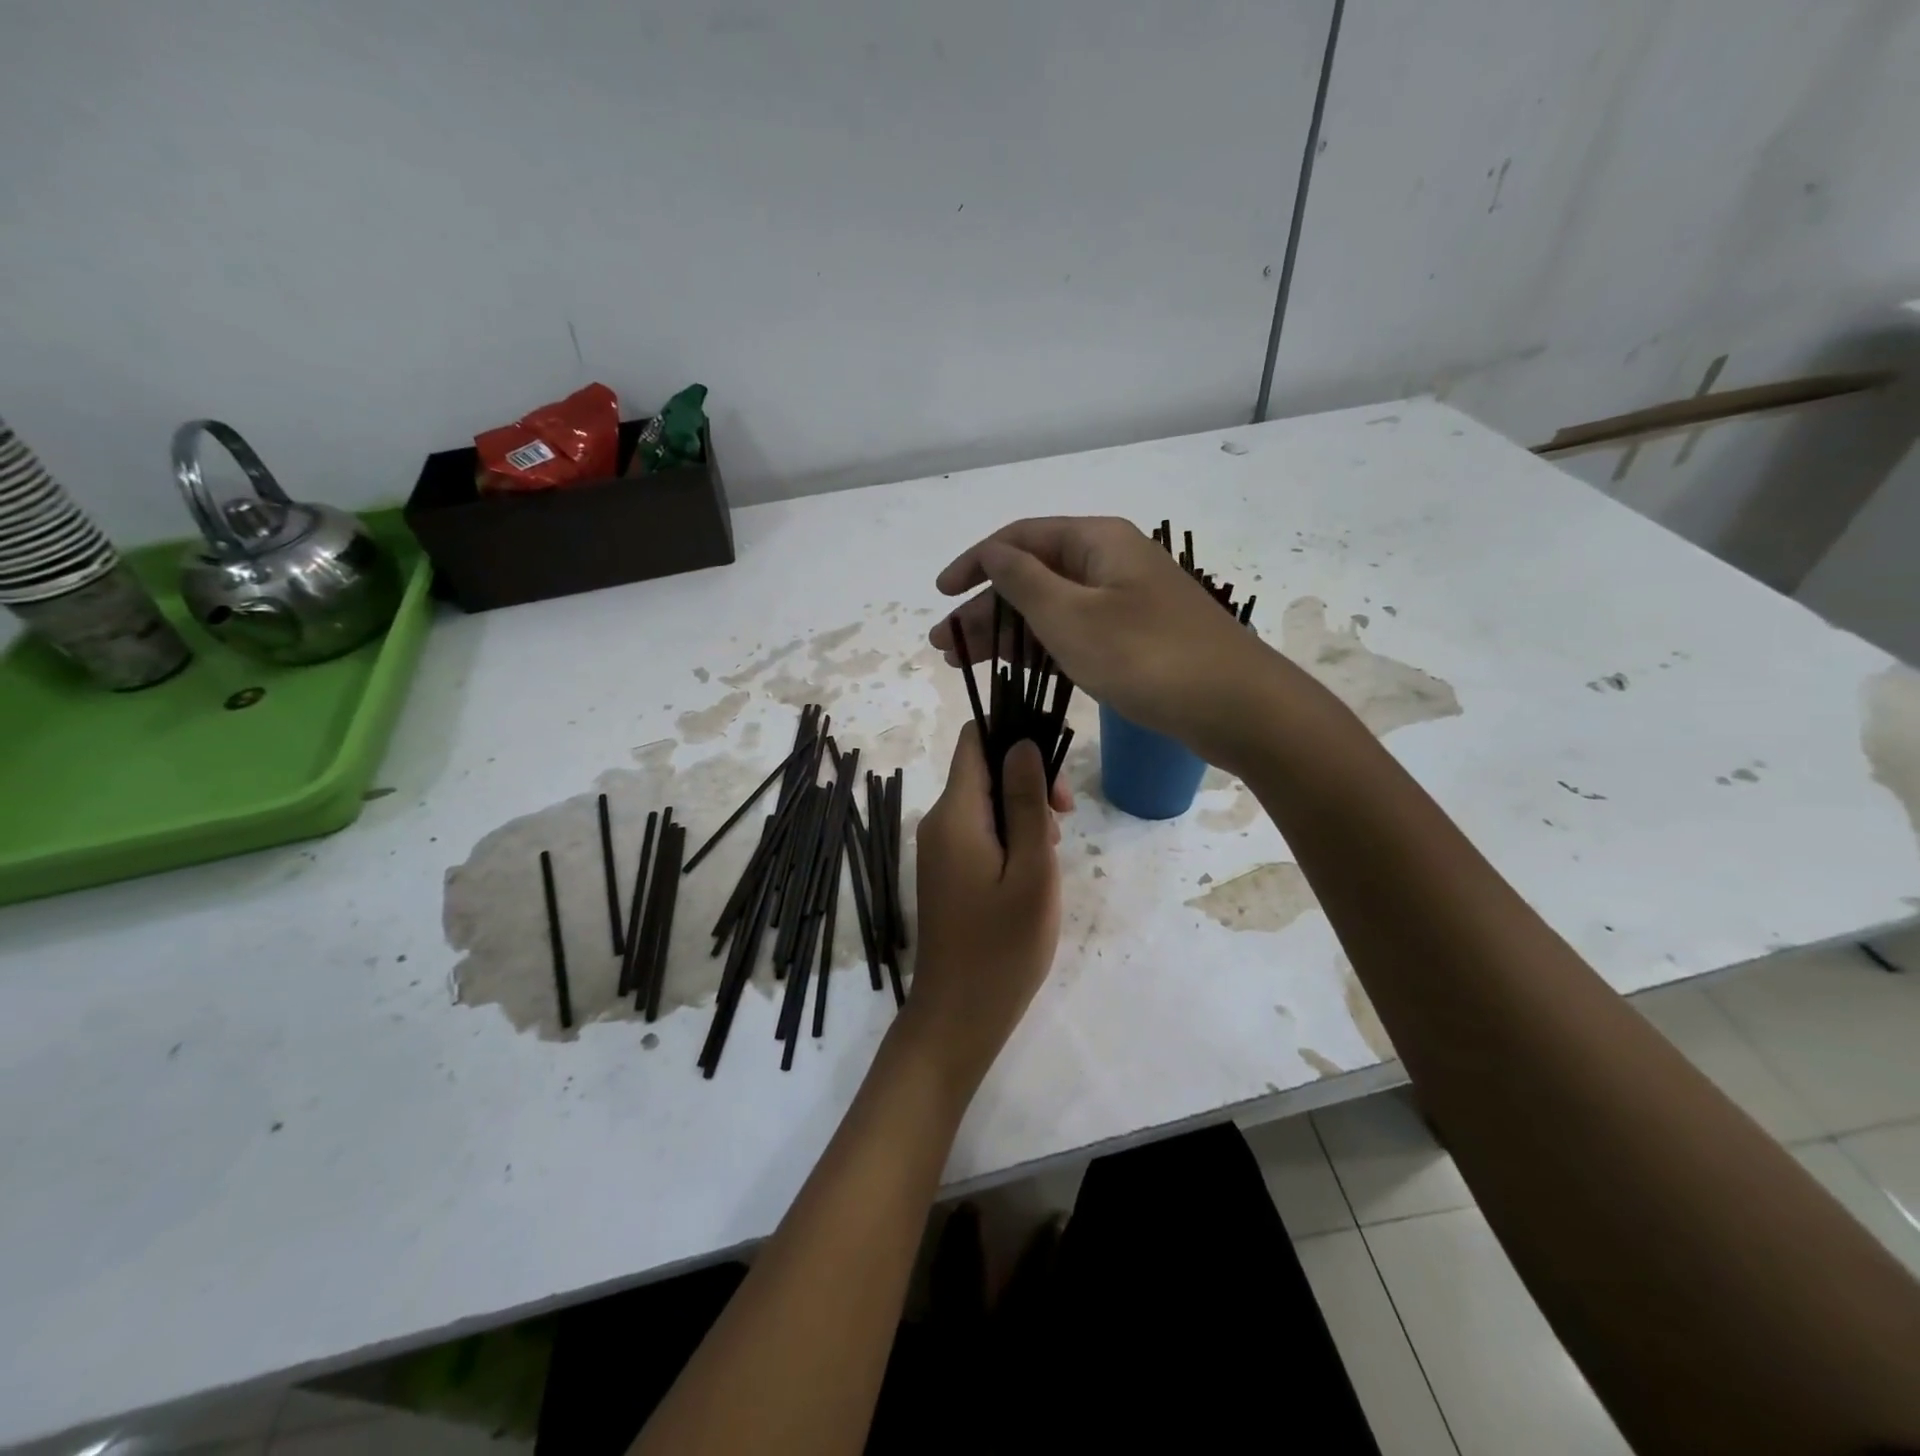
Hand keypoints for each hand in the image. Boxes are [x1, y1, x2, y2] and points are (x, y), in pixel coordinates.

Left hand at [904, 726, 1061, 1091]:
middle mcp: (939, 821)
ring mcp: (939, 848)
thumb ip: (1025, 803)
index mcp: (955, 813)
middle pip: (983, 769)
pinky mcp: (946, 871)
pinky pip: (979, 831)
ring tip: (1051, 853)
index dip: (1014, 735)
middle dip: (1027, 779)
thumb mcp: (1031, 871)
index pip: (975, 739)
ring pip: (984, 801)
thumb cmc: (1003, 947)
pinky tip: (1032, 869)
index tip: (1054, 765)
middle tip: (1063, 820)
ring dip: (1022, 811)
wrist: (957, 1016)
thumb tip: (1022, 744)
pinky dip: (1008, 836)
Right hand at [930, 516, 1280, 766]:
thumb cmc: (1146, 656)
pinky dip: (1040, 649)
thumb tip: (993, 554)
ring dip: (1006, 632)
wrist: (1235, 706)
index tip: (941, 595)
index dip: (975, 563)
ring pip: (1051, 608)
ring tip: (965, 663)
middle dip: (985, 609)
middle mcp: (1109, 563)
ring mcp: (1125, 602)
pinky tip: (1014, 668)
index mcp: (1096, 542)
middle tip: (945, 646)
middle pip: (1032, 575)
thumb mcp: (1070, 616)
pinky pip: (1075, 633)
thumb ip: (1023, 581)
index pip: (1019, 539)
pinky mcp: (1135, 639)